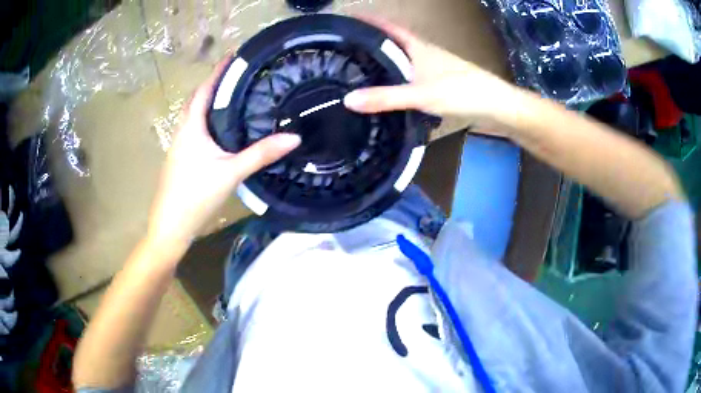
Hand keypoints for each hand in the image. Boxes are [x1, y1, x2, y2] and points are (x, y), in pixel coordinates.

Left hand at [147, 58, 300, 249]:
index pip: (205, 89)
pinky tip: (220, 130)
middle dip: (214, 84)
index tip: (235, 54)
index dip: (219, 70)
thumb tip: (294, 138)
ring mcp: (178, 146)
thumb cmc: (196, 195)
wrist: (170, 227)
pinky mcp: (180, 159)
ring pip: (194, 115)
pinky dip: (207, 121)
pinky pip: (194, 130)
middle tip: (238, 75)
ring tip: (232, 96)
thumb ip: (261, 154)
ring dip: (209, 102)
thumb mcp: (231, 173)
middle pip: (197, 99)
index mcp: (191, 126)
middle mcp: (182, 131)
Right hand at [343, 18, 515, 123]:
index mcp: (417, 46)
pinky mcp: (439, 82)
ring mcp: (432, 67)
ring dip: (384, 60)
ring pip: (402, 59)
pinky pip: (410, 75)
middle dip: (371, 42)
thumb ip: (385, 97)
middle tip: (345, 50)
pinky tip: (389, 90)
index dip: (368, 21)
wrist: (496, 105)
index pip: (388, 27)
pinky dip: (397, 78)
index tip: (347, 21)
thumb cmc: (460, 91)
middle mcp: (423, 52)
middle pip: (393, 42)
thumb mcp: (419, 94)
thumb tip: (348, 100)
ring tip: (360, 69)